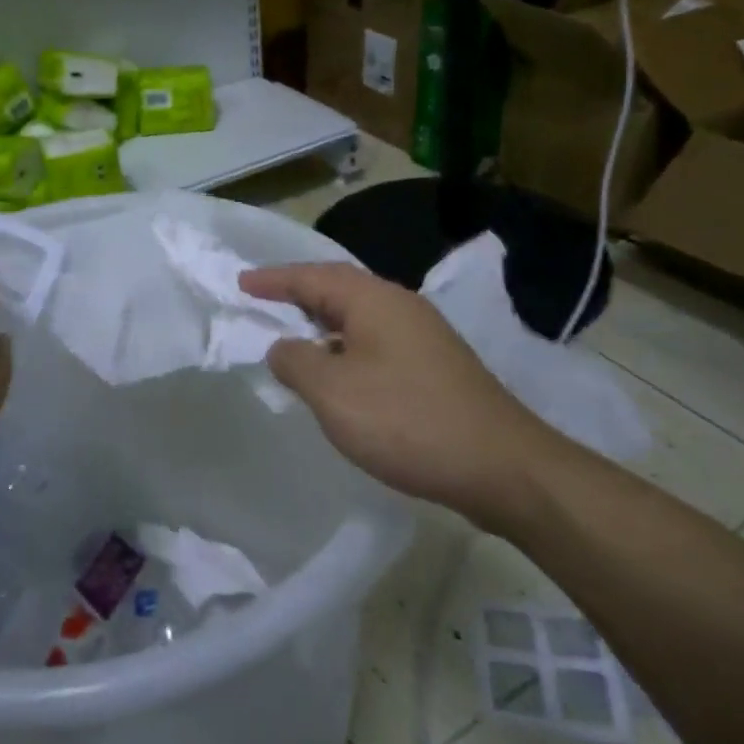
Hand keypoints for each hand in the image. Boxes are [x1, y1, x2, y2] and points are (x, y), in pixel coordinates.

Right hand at [240, 262, 550, 520]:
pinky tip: (338, 378)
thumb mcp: (333, 392)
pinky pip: (376, 343)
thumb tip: (283, 347)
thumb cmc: (407, 421)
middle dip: (298, 295)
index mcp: (374, 301)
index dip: (274, 279)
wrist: (501, 466)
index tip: (241, 283)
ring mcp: (423, 337)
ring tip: (292, 340)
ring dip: (322, 325)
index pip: (313, 276)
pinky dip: (345, 349)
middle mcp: (400, 307)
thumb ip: (296, 362)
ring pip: (359, 318)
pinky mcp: (435, 367)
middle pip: (339, 289)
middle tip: (263, 302)